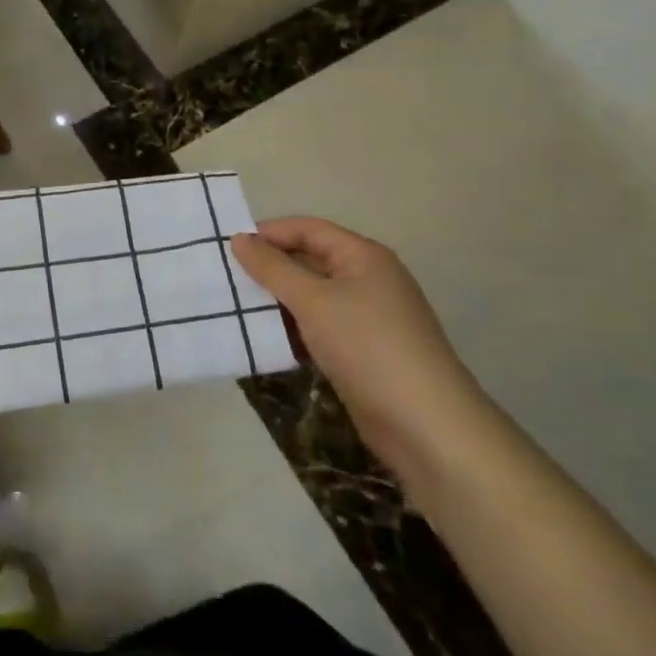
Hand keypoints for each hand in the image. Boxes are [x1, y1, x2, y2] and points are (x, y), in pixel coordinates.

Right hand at [230, 218, 490, 485]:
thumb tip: (238, 238)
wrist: (427, 427)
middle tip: (227, 277)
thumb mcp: (313, 301)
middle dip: (271, 267)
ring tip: (238, 308)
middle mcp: (368, 279)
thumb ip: (272, 268)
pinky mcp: (365, 352)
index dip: (269, 233)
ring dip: (279, 301)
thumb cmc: (367, 347)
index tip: (228, 246)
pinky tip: (268, 339)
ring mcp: (369, 318)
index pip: (308, 229)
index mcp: (363, 256)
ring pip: (313, 296)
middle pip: (310, 260)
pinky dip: (295, 328)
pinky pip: (321, 327)